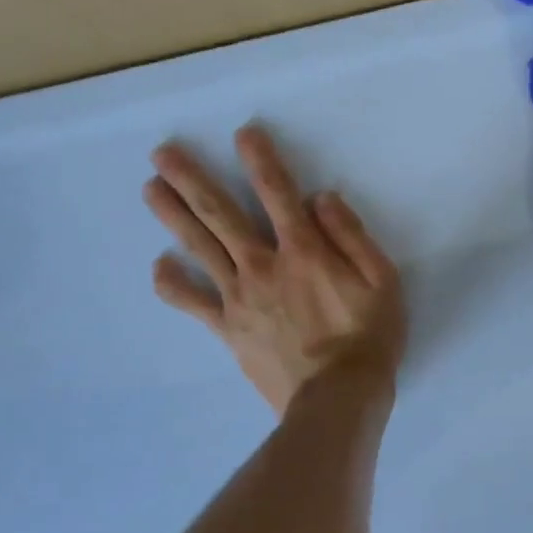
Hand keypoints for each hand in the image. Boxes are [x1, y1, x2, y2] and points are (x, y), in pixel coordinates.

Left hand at [142, 126, 405, 414]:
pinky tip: (158, 267)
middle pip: (221, 215)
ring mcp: (240, 298)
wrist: (338, 399)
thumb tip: (320, 198)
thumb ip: (351, 235)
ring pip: (200, 248)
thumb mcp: (382, 280)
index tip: (242, 133)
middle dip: (192, 180)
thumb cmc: (369, 336)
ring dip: (173, 216)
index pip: (278, 193)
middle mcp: (264, 266)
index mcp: (304, 250)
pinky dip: (173, 285)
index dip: (260, 160)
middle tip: (162, 152)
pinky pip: (194, 303)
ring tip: (150, 188)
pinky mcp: (229, 330)